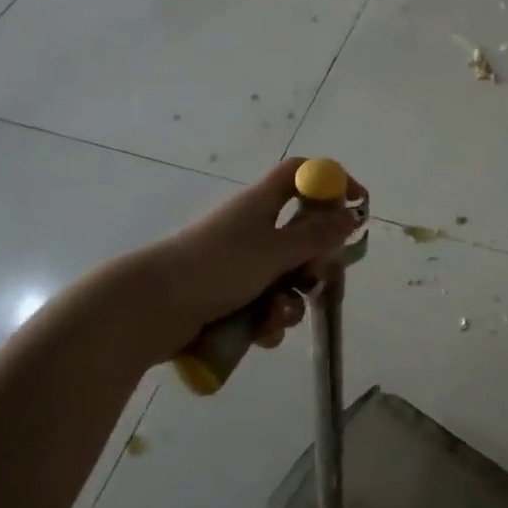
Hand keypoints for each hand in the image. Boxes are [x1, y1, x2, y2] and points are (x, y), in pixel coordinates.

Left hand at [149, 157, 366, 349]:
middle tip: (316, 277)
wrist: (150, 308)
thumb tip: (353, 214)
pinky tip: (260, 334)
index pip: (301, 173)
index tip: (356, 203)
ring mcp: (238, 263)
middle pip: (301, 232)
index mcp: (261, 203)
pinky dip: (267, 319)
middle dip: (315, 261)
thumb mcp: (276, 251)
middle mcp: (251, 227)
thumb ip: (318, 235)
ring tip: (276, 317)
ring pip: (284, 276)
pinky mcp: (226, 295)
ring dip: (290, 300)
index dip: (331, 181)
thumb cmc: (218, 267)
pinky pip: (263, 303)